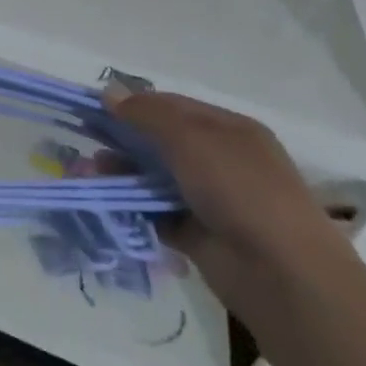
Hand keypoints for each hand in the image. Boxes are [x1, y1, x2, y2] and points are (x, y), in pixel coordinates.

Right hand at [108, 89, 351, 300]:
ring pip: (154, 178)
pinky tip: (104, 201)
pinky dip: (131, 206)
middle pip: (161, 142)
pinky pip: (155, 212)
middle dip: (121, 140)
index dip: (133, 104)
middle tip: (84, 141)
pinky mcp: (197, 233)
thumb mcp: (192, 139)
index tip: (93, 107)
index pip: (173, 107)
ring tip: (87, 174)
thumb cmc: (239, 189)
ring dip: (120, 173)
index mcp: (229, 131)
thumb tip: (109, 93)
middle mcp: (221, 161)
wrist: (281, 272)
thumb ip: (148, 115)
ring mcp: (210, 199)